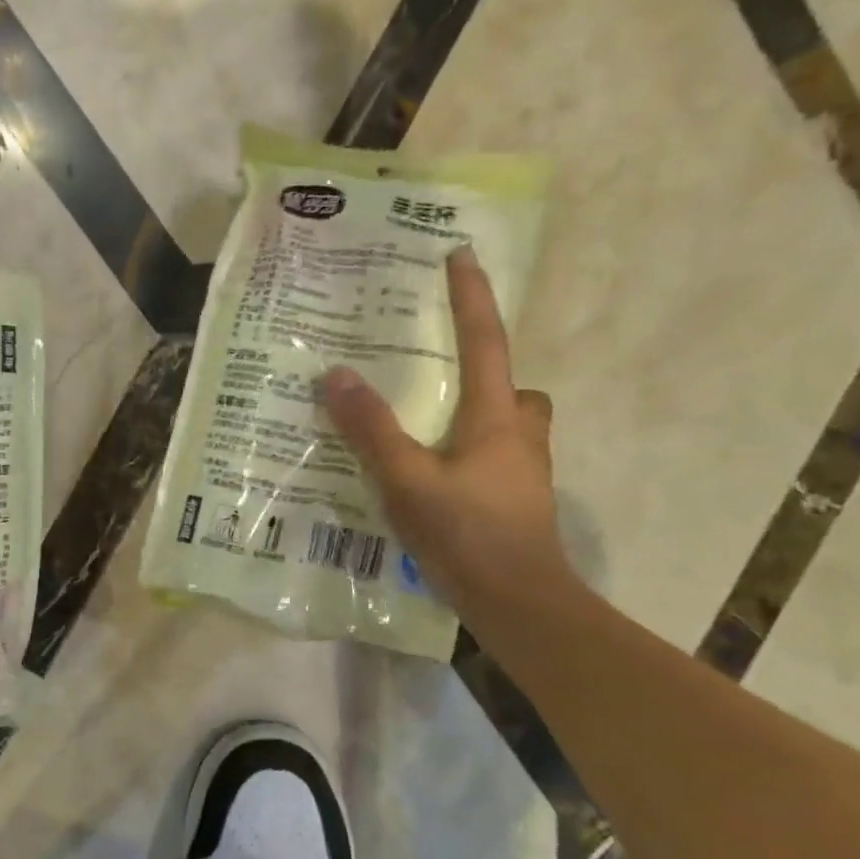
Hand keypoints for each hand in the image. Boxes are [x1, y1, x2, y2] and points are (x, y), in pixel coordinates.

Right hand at [321, 248, 570, 619]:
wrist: (519, 604)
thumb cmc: (467, 534)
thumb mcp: (407, 480)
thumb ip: (372, 430)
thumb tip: (335, 375)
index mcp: (496, 416)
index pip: (485, 340)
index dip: (472, 296)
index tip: (462, 254)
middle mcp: (518, 435)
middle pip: (512, 387)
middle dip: (486, 375)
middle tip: (442, 382)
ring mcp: (524, 472)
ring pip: (509, 426)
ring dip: (480, 419)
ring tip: (428, 434)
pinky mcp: (517, 504)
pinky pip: (497, 460)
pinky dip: (471, 457)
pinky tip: (436, 480)